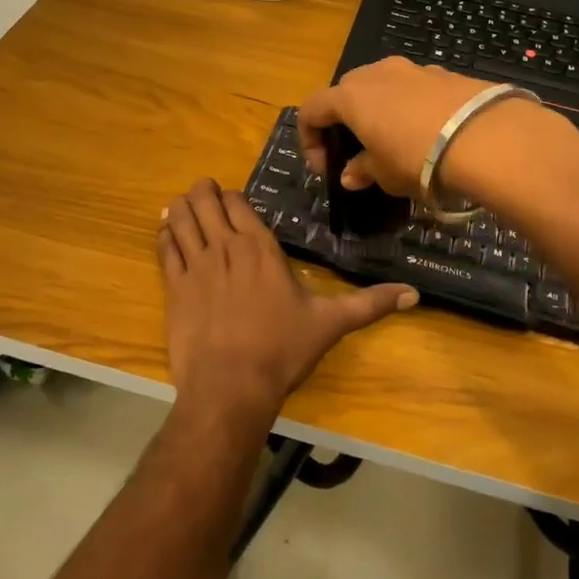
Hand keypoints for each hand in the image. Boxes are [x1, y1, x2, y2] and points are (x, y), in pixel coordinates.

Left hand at [157, 179, 416, 428]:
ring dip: (182, 207)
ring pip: (182, 218)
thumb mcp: (330, 324)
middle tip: (203, 192)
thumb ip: (370, 304)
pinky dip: (164, 233)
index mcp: (259, 248)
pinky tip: (165, 229)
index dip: (230, 197)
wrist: (230, 387)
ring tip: (181, 203)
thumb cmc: (282, 351)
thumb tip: (414, 294)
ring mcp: (195, 265)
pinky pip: (164, 248)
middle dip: (203, 192)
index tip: (230, 199)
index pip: (237, 203)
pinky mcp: (173, 287)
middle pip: (205, 203)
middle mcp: (225, 247)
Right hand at [298, 58, 489, 194]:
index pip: (311, 109)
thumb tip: (350, 174)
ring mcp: (412, 69)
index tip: (325, 166)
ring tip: (394, 141)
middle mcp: (376, 73)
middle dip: (344, 119)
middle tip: (356, 150)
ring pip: (382, 85)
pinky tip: (427, 132)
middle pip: (345, 91)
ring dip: (378, 110)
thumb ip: (362, 170)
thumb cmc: (418, 157)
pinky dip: (409, 107)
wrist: (485, 136)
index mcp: (350, 96)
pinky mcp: (444, 73)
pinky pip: (413, 88)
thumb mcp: (385, 174)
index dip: (310, 138)